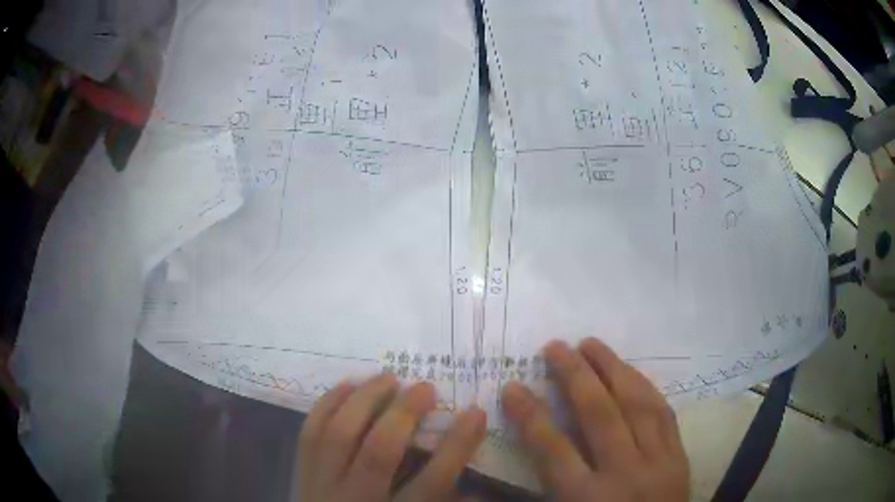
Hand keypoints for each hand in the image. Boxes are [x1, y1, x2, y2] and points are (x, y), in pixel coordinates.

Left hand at [297, 374, 486, 501]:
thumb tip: (481, 490)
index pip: (432, 483)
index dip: (456, 447)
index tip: (475, 413)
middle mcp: (356, 499)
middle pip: (379, 452)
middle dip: (404, 414)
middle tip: (426, 388)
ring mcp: (322, 484)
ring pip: (340, 434)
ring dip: (365, 400)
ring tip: (388, 378)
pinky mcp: (301, 472)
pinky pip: (310, 432)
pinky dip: (328, 404)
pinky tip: (347, 386)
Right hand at [501, 338, 688, 500]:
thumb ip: (545, 489)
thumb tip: (521, 457)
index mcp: (587, 499)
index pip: (553, 450)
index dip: (530, 415)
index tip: (512, 386)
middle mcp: (625, 474)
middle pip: (599, 415)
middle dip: (574, 376)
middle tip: (555, 346)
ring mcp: (658, 462)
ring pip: (637, 405)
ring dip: (613, 369)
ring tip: (591, 344)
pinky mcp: (679, 456)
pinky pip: (663, 413)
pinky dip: (645, 387)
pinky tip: (631, 372)